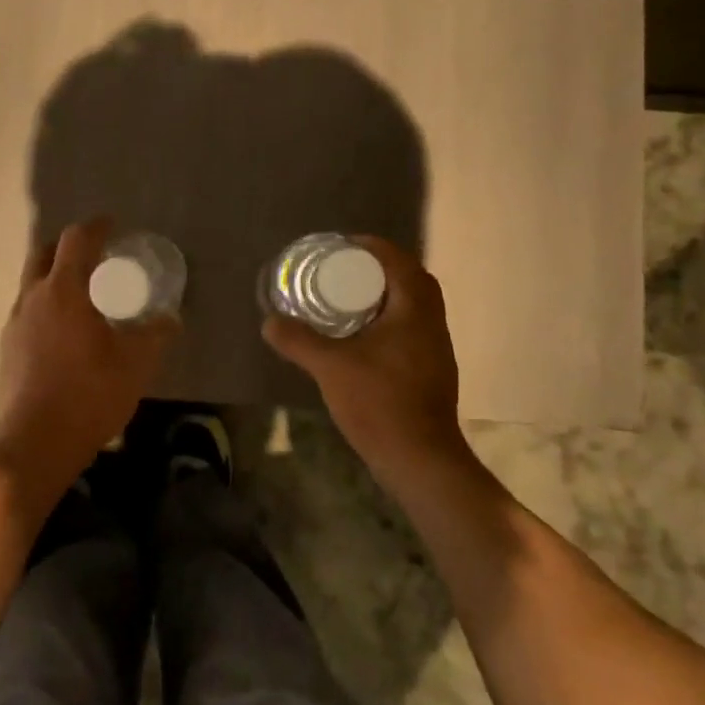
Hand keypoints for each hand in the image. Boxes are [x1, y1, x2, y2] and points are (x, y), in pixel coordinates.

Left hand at [0, 219, 178, 499]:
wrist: (32, 444)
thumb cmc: (88, 394)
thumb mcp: (136, 364)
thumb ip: (156, 335)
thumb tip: (171, 319)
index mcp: (63, 290)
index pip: (76, 240)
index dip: (96, 227)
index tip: (112, 226)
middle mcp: (32, 298)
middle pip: (44, 254)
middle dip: (68, 248)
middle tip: (94, 258)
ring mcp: (14, 324)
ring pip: (32, 285)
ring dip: (54, 279)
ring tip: (82, 297)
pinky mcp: (6, 351)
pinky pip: (27, 313)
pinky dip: (46, 308)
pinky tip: (64, 335)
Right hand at [262, 236, 470, 481]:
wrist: (420, 459)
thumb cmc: (379, 402)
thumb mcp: (330, 366)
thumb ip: (298, 340)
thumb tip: (269, 321)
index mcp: (414, 309)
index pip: (399, 261)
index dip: (372, 247)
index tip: (343, 246)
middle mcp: (432, 322)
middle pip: (410, 279)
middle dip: (379, 268)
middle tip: (345, 270)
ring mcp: (436, 348)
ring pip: (414, 306)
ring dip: (386, 295)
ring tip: (350, 298)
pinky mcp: (432, 370)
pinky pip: (412, 328)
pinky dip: (390, 319)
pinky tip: (363, 336)